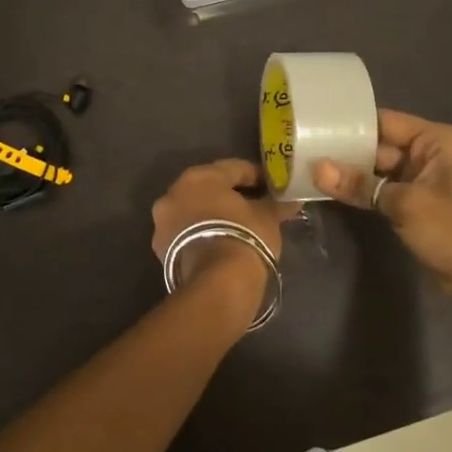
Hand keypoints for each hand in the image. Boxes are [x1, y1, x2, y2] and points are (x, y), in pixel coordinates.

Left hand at [151, 159, 294, 303]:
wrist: (216, 284)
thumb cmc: (244, 238)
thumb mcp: (267, 218)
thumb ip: (276, 204)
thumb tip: (292, 199)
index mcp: (200, 176)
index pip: (233, 168)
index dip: (256, 176)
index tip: (272, 186)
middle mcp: (174, 192)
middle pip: (208, 188)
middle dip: (230, 195)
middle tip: (254, 205)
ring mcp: (163, 220)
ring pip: (193, 210)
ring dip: (212, 215)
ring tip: (236, 227)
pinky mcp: (160, 247)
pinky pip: (186, 232)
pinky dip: (201, 233)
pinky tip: (219, 243)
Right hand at [313, 109, 451, 297]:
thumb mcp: (405, 204)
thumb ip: (360, 185)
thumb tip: (316, 169)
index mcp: (436, 140)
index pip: (385, 122)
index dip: (350, 124)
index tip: (314, 125)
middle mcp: (429, 154)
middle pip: (379, 145)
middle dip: (345, 151)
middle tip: (301, 149)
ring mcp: (422, 180)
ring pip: (377, 170)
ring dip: (350, 174)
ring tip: (307, 168)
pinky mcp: (415, 203)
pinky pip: (381, 190)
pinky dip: (361, 192)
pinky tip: (329, 190)